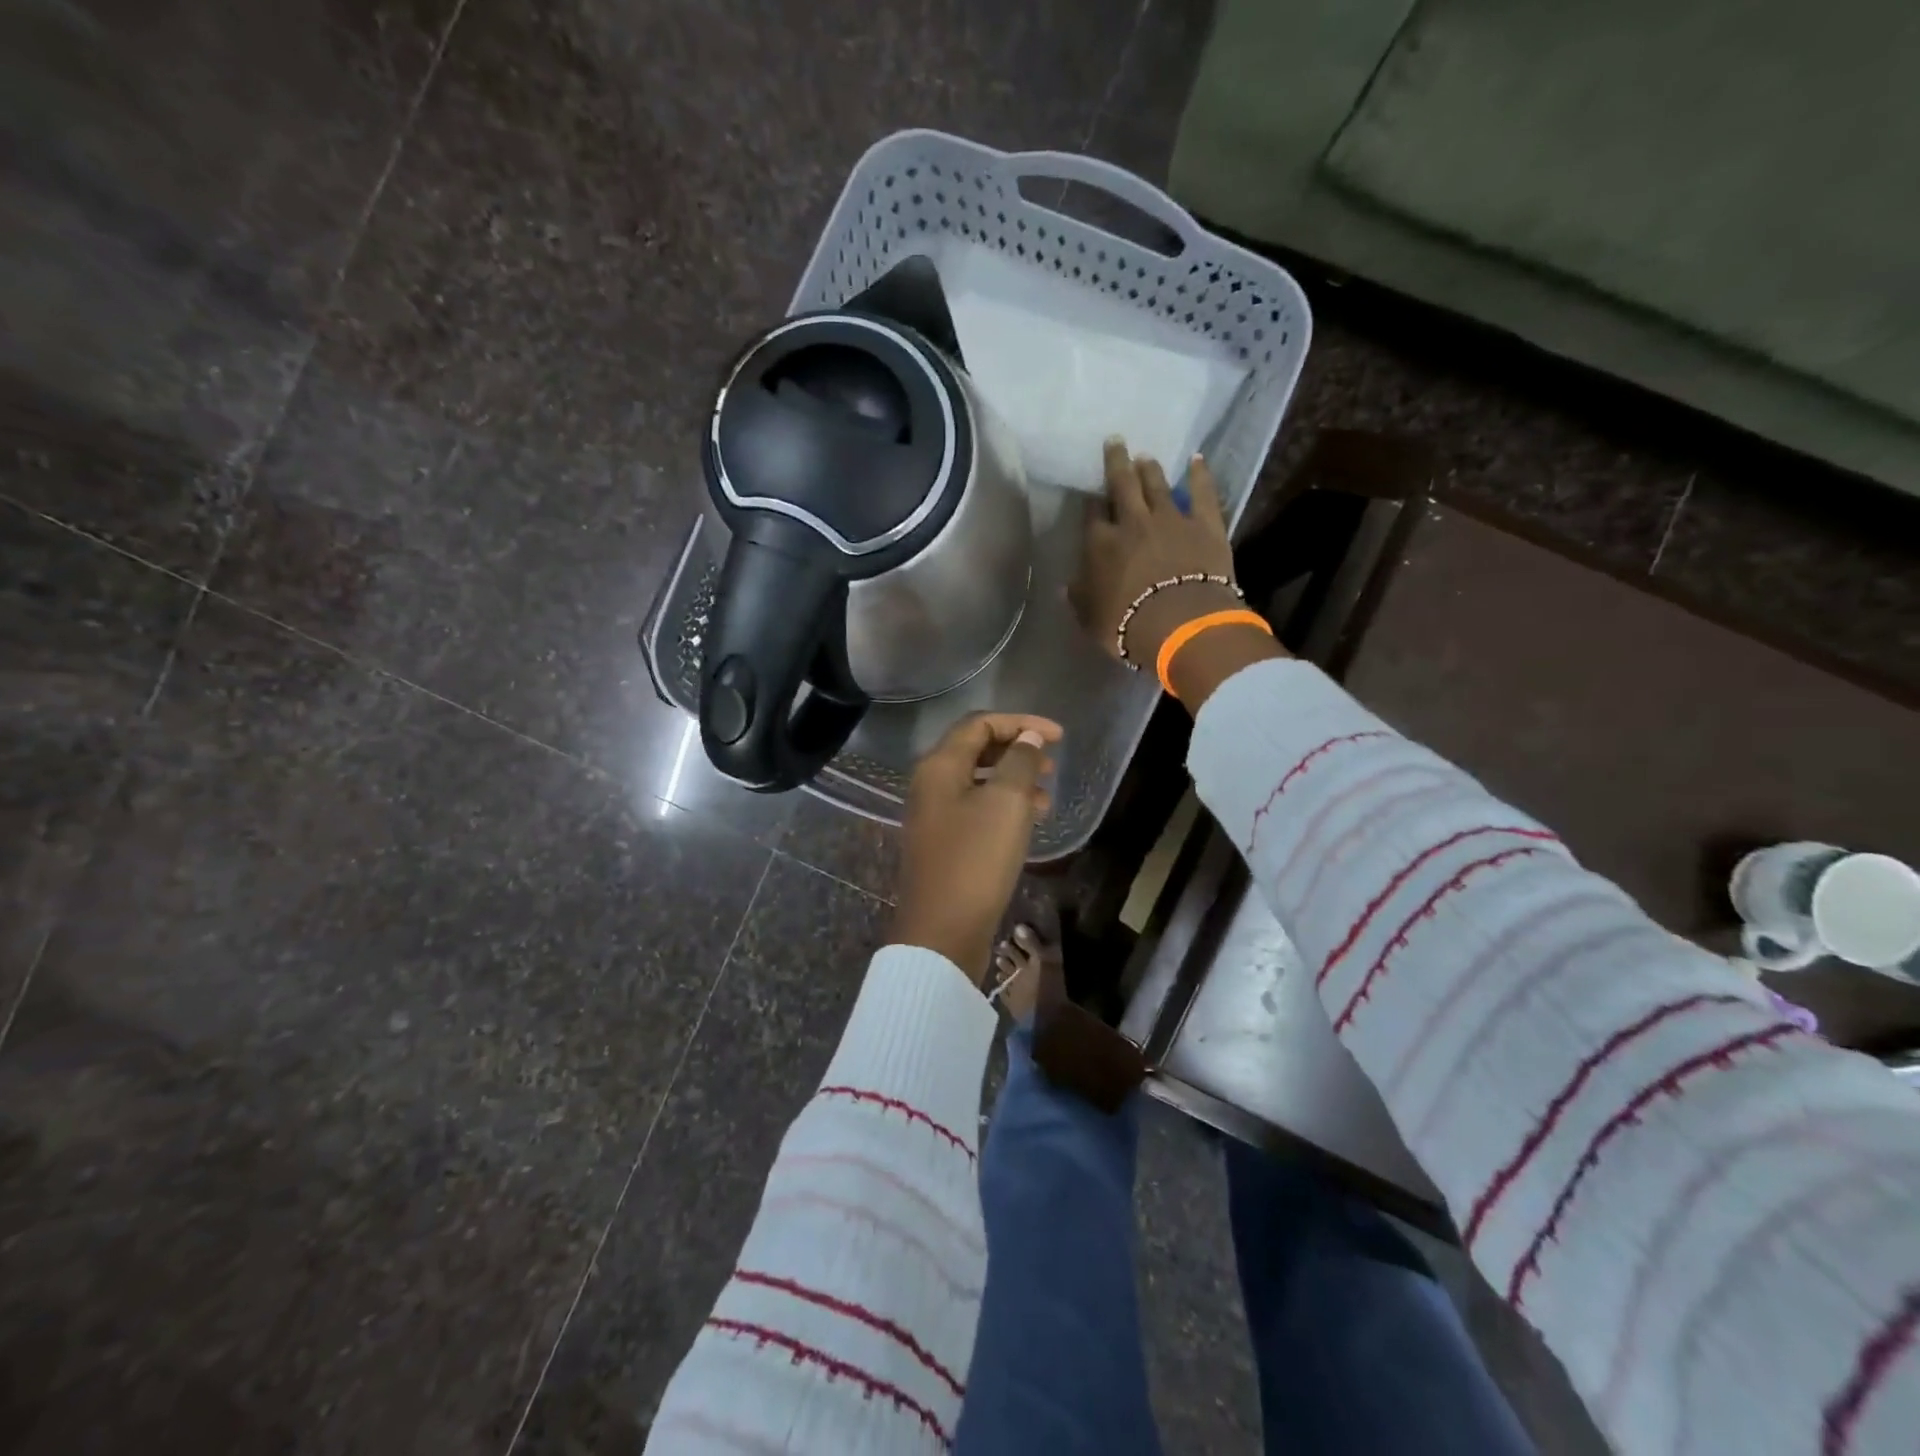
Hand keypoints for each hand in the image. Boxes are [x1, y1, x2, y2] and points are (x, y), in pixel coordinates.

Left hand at [891, 712, 1063, 982]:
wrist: (943, 930)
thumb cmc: (976, 859)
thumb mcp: (1007, 802)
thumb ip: (1020, 762)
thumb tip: (1028, 738)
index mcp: (939, 765)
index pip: (980, 724)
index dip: (1021, 723)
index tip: (1059, 737)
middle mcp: (930, 784)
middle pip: (976, 750)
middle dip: (1017, 751)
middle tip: (1052, 765)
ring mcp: (934, 815)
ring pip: (978, 783)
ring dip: (1014, 781)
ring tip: (1047, 798)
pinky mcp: (943, 843)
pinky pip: (976, 810)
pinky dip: (1004, 808)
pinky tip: (1028, 824)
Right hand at [1072, 441, 1241, 665]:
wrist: (1179, 624)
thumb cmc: (1126, 626)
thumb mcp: (1090, 617)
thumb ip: (1079, 597)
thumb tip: (1066, 586)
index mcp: (1101, 545)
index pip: (1092, 516)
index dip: (1091, 505)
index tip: (1091, 497)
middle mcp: (1132, 523)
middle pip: (1122, 485)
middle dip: (1116, 463)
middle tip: (1115, 442)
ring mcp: (1170, 519)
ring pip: (1156, 484)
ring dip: (1149, 468)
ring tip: (1145, 456)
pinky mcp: (1205, 524)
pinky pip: (1202, 493)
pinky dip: (1199, 475)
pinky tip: (1197, 459)